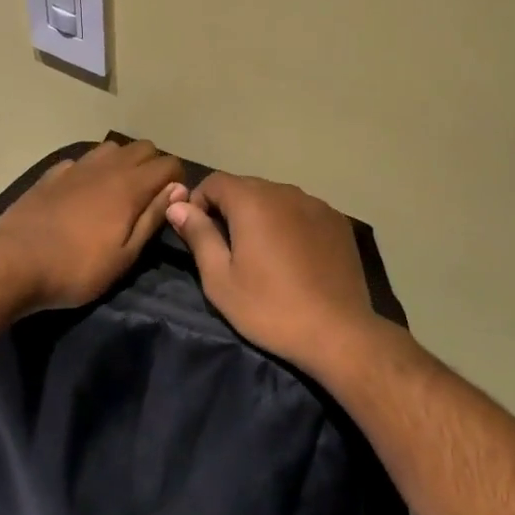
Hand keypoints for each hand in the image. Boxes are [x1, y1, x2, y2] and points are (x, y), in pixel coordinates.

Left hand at [0, 140, 187, 313]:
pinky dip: (91, 170)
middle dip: (153, 166)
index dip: (177, 181)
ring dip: (123, 163)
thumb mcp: (124, 256)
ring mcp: (76, 166)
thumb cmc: (76, 268)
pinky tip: (83, 192)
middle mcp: (106, 167)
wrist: (12, 263)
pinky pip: (82, 160)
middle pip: (143, 147)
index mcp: (130, 186)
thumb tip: (177, 189)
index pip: (169, 164)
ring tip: (117, 192)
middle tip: (148, 197)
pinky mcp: (52, 174)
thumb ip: (152, 218)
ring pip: (112, 148)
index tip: (172, 205)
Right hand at [167, 172, 386, 375]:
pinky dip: (290, 223)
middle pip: (246, 187)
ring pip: (276, 198)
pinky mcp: (337, 221)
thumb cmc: (270, 307)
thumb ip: (198, 235)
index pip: (214, 181)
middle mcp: (285, 191)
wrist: (338, 333)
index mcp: (252, 200)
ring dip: (261, 215)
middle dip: (229, 209)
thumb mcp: (220, 279)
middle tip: (227, 249)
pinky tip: (294, 256)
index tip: (197, 234)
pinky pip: (302, 211)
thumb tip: (176, 206)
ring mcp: (316, 204)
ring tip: (262, 253)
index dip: (198, 202)